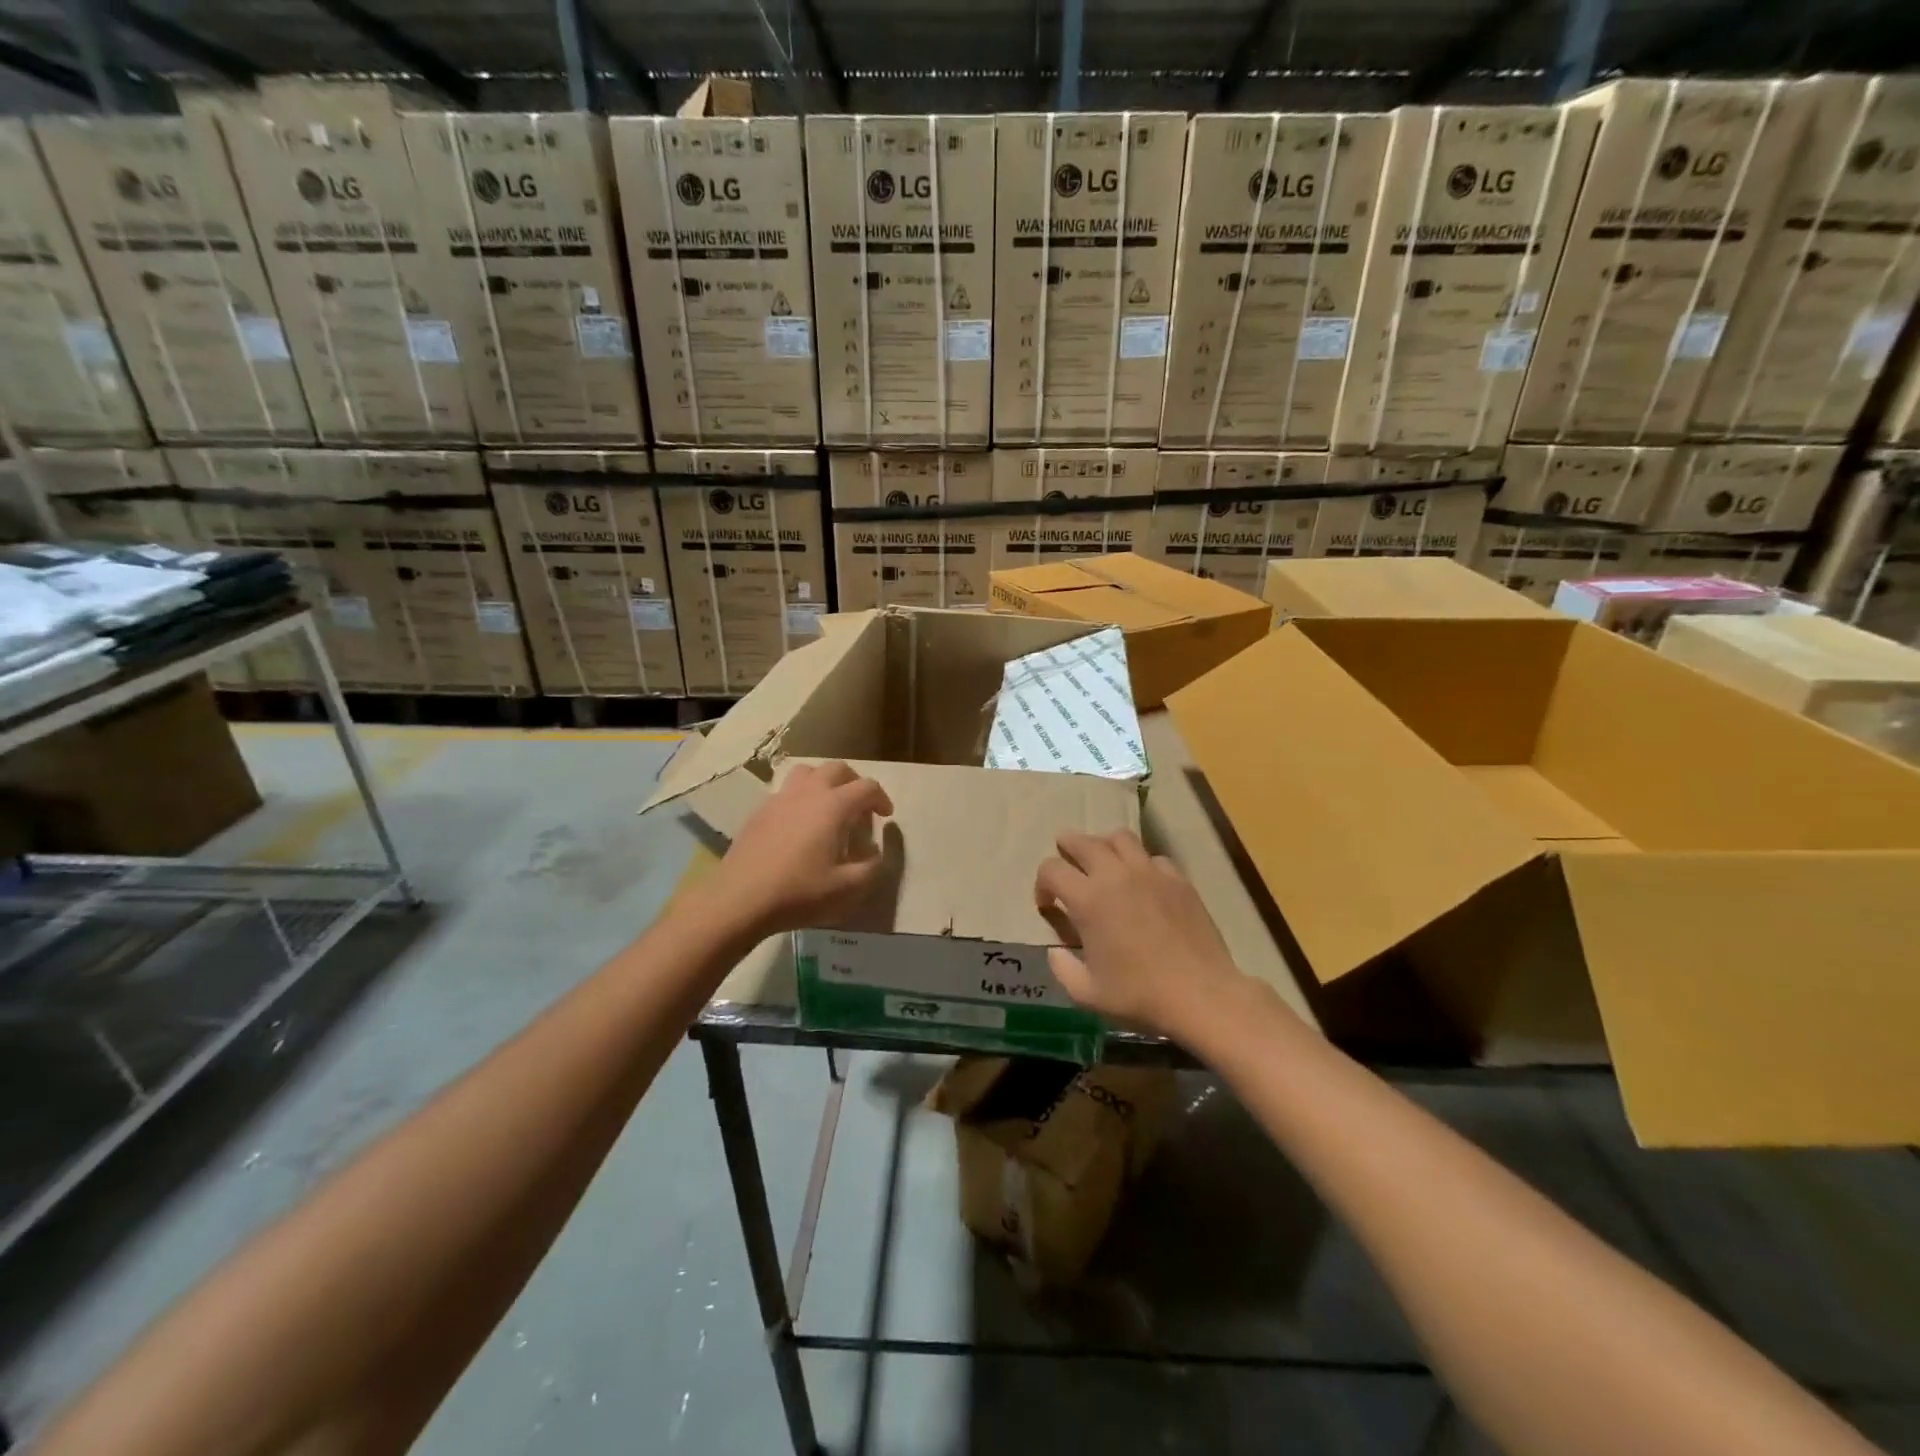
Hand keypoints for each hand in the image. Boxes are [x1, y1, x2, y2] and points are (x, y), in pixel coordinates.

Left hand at [707, 761, 893, 939]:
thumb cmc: (799, 892)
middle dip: (855, 783)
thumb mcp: (847, 888)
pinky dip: (801, 796)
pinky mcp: (760, 811)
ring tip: (829, 805)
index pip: (867, 787)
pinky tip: (800, 823)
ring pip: (808, 772)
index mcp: (833, 806)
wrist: (740, 899)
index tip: (885, 816)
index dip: (881, 798)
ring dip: (825, 782)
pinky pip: (786, 790)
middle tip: (860, 807)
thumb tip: (875, 852)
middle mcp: (808, 792)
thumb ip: (871, 867)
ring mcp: (780, 798)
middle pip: (838, 769)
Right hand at [1035, 830, 1248, 1042]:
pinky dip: (1140, 863)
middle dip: (1067, 847)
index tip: (1047, 904)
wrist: (1201, 995)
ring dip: (1104, 845)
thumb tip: (1056, 951)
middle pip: (1083, 841)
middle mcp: (1116, 875)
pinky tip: (1142, 882)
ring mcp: (1151, 873)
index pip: (1051, 869)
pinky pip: (1153, 857)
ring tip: (1103, 862)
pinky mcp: (1179, 880)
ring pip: (1120, 837)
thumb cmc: (1140, 996)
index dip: (1042, 884)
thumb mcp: (1087, 993)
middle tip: (1066, 862)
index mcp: (1088, 899)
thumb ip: (1062, 969)